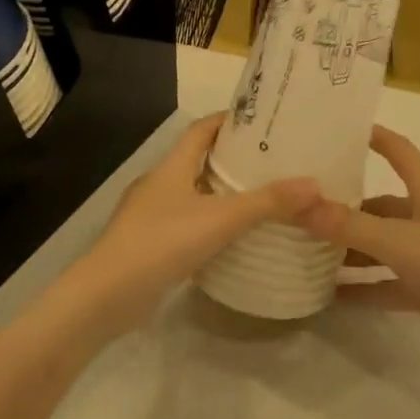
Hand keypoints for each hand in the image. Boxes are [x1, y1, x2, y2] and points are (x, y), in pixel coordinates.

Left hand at [58, 113, 319, 341]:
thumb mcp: (220, 219)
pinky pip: (187, 222)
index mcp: (172, 166)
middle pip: (199, 159)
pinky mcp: (150, 244)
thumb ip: (266, 203)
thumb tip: (314, 185)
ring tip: (261, 197)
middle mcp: (160, 183)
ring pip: (193, 193)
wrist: (104, 297)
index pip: (201, 129)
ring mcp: (151, 215)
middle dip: (233, 158)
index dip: (229, 121)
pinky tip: (232, 238)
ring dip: (222, 192)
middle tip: (273, 161)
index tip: (263, 121)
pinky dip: (210, 223)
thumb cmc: (161, 243)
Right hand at [295, 125, 419, 367]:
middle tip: (300, 205)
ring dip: (349, 248)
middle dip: (344, 205)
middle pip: (379, 203)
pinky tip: (330, 293)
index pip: (398, 150)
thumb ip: (350, 226)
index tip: (335, 129)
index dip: (372, 135)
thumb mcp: (401, 241)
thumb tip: (299, 204)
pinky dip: (363, 286)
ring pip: (381, 244)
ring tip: (305, 248)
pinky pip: (387, 282)